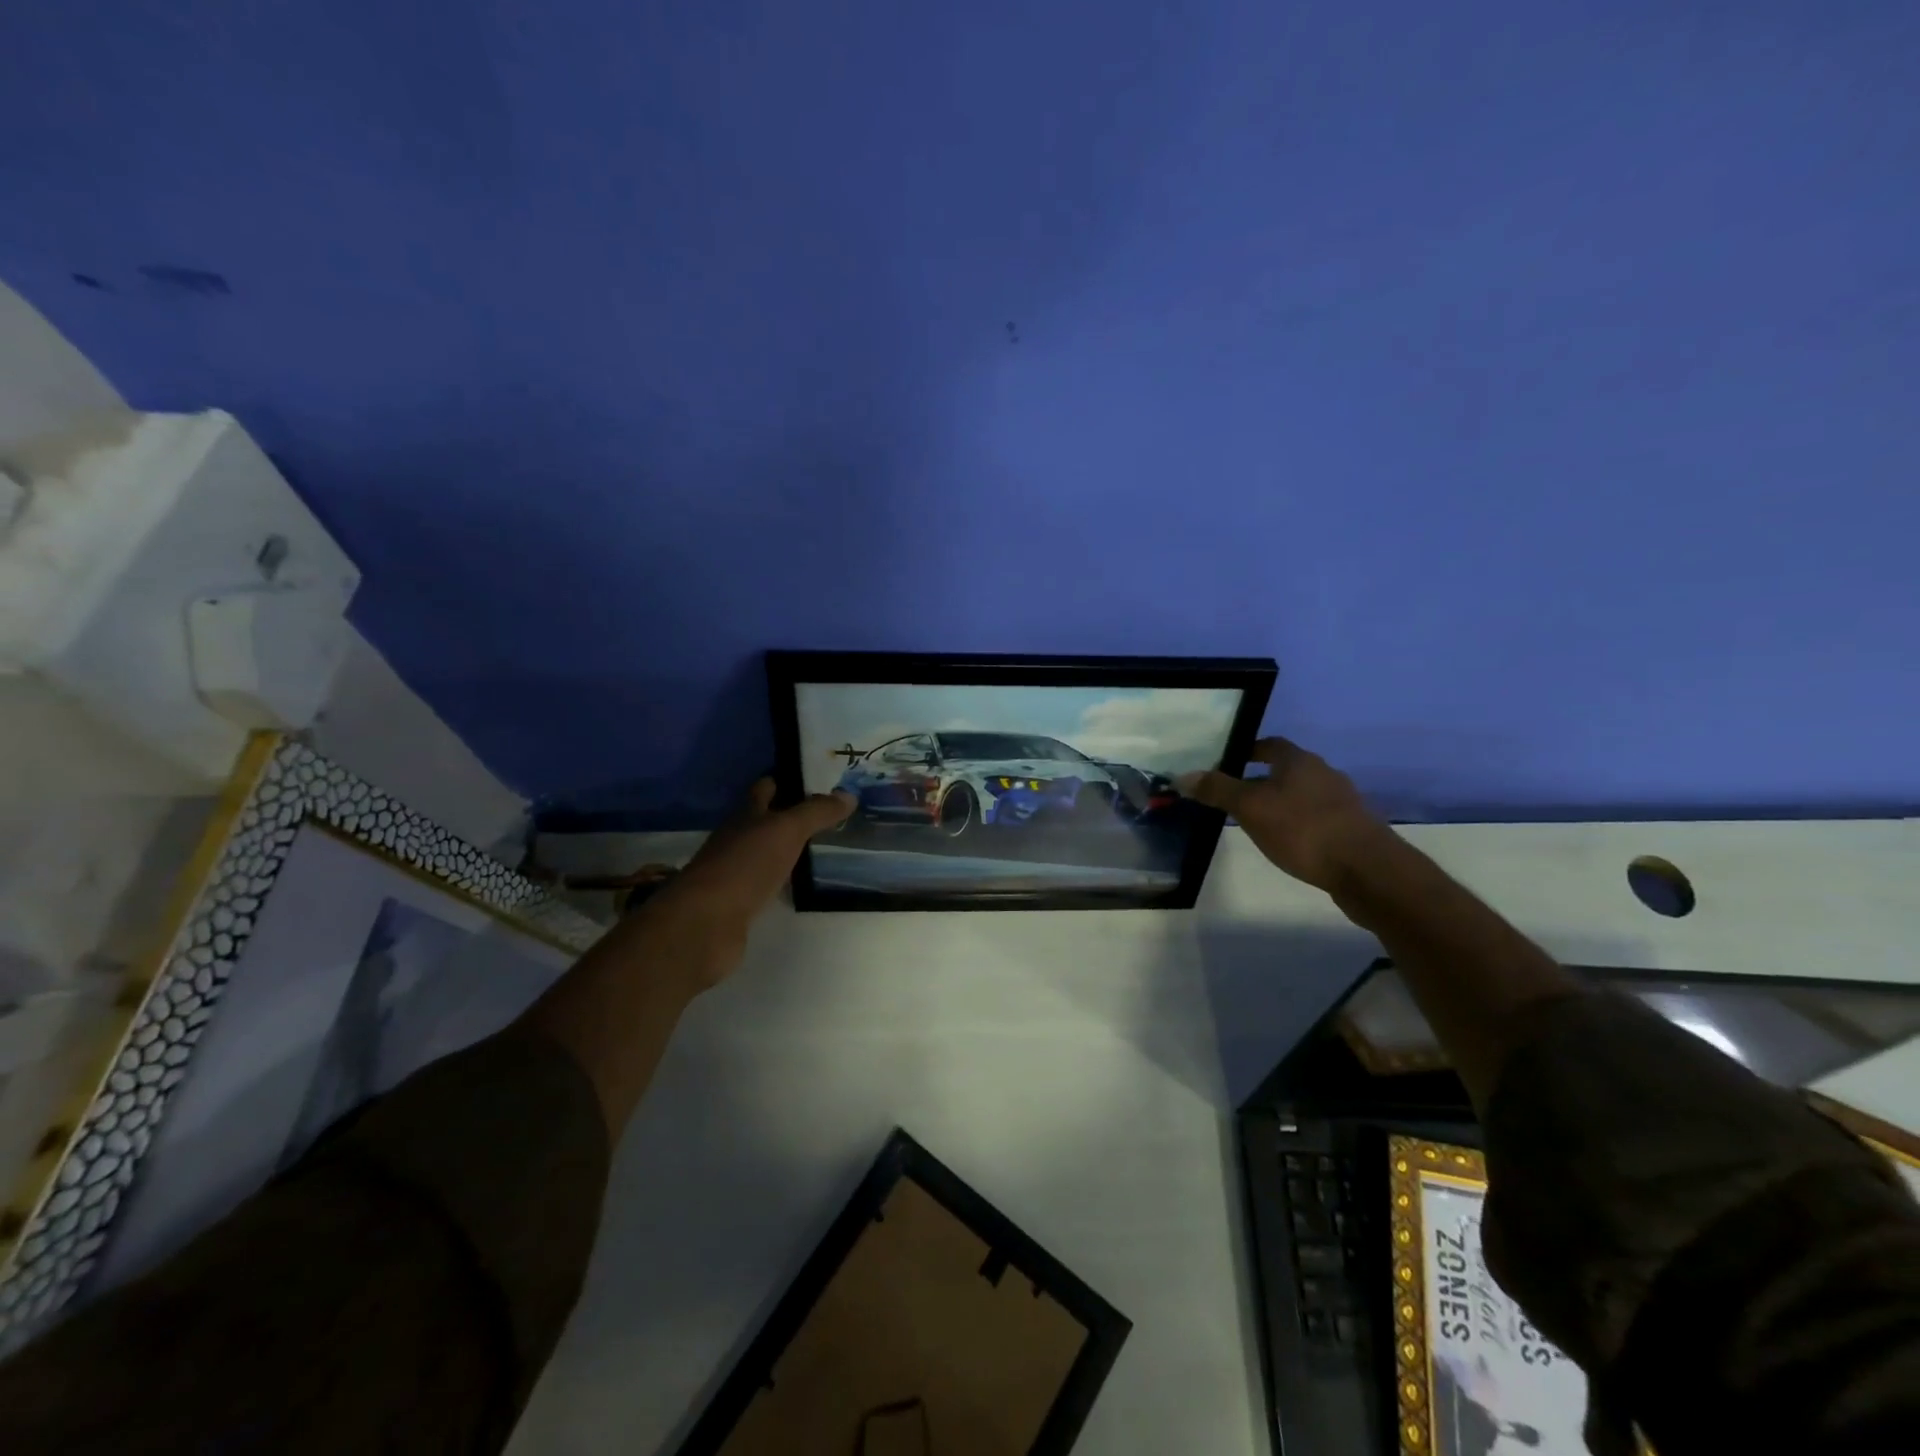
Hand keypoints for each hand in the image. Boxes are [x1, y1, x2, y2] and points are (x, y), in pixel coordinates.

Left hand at [638, 778, 852, 987]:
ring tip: (821, 846)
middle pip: (763, 821)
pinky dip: (781, 879)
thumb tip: (849, 794)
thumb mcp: (786, 831)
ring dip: (786, 848)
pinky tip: (799, 882)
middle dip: (789, 815)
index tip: (812, 778)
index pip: (764, 789)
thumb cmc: (745, 866)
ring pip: (765, 852)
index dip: (784, 781)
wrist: (706, 924)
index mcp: (745, 816)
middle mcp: (736, 840)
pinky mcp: (738, 903)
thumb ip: (816, 813)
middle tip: (827, 813)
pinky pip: (765, 883)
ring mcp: (735, 872)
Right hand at [1178, 738, 1396, 893]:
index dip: (1247, 750)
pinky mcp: (1352, 829)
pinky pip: (1316, 818)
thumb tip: (1183, 775)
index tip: (1226, 763)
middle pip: (1286, 770)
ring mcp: (1343, 802)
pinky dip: (1298, 823)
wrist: (1368, 870)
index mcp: (1299, 761)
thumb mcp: (1251, 808)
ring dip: (1280, 803)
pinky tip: (1288, 842)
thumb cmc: (1303, 829)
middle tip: (1232, 796)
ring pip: (1302, 795)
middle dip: (1260, 780)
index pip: (1270, 744)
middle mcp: (1324, 773)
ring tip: (1256, 822)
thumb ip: (1217, 790)